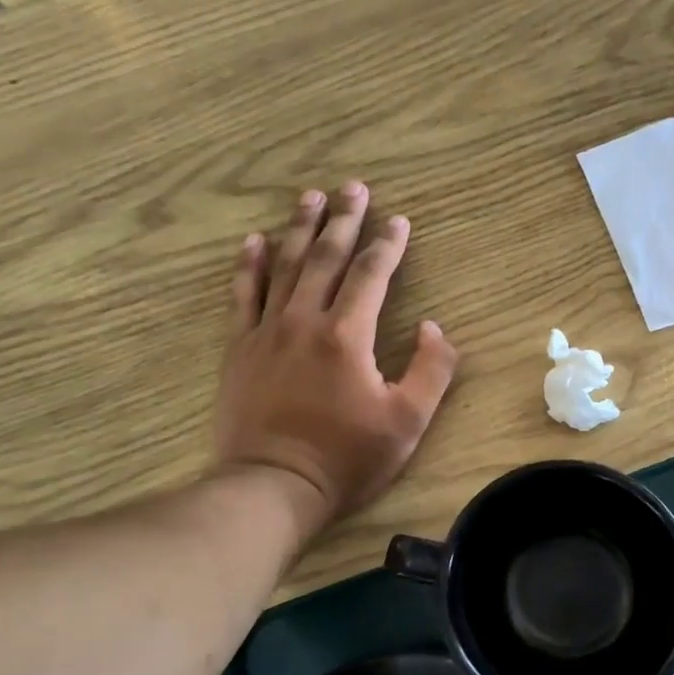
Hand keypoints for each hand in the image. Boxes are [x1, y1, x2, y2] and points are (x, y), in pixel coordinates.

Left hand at [214, 183, 458, 530]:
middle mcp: (304, 321)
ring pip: (284, 267)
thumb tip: (434, 328)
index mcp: (347, 336)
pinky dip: (249, 265)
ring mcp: (266, 332)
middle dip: (343, 220)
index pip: (371, 275)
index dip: (388, 245)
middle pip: (325, 258)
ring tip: (310, 197)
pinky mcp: (239, 350)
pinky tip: (254, 240)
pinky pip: (242, 295)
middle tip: (353, 187)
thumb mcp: (408, 421)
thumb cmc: (347, 458)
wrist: (274, 486)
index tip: (399, 220)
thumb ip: (431, 370)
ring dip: (299, 229)